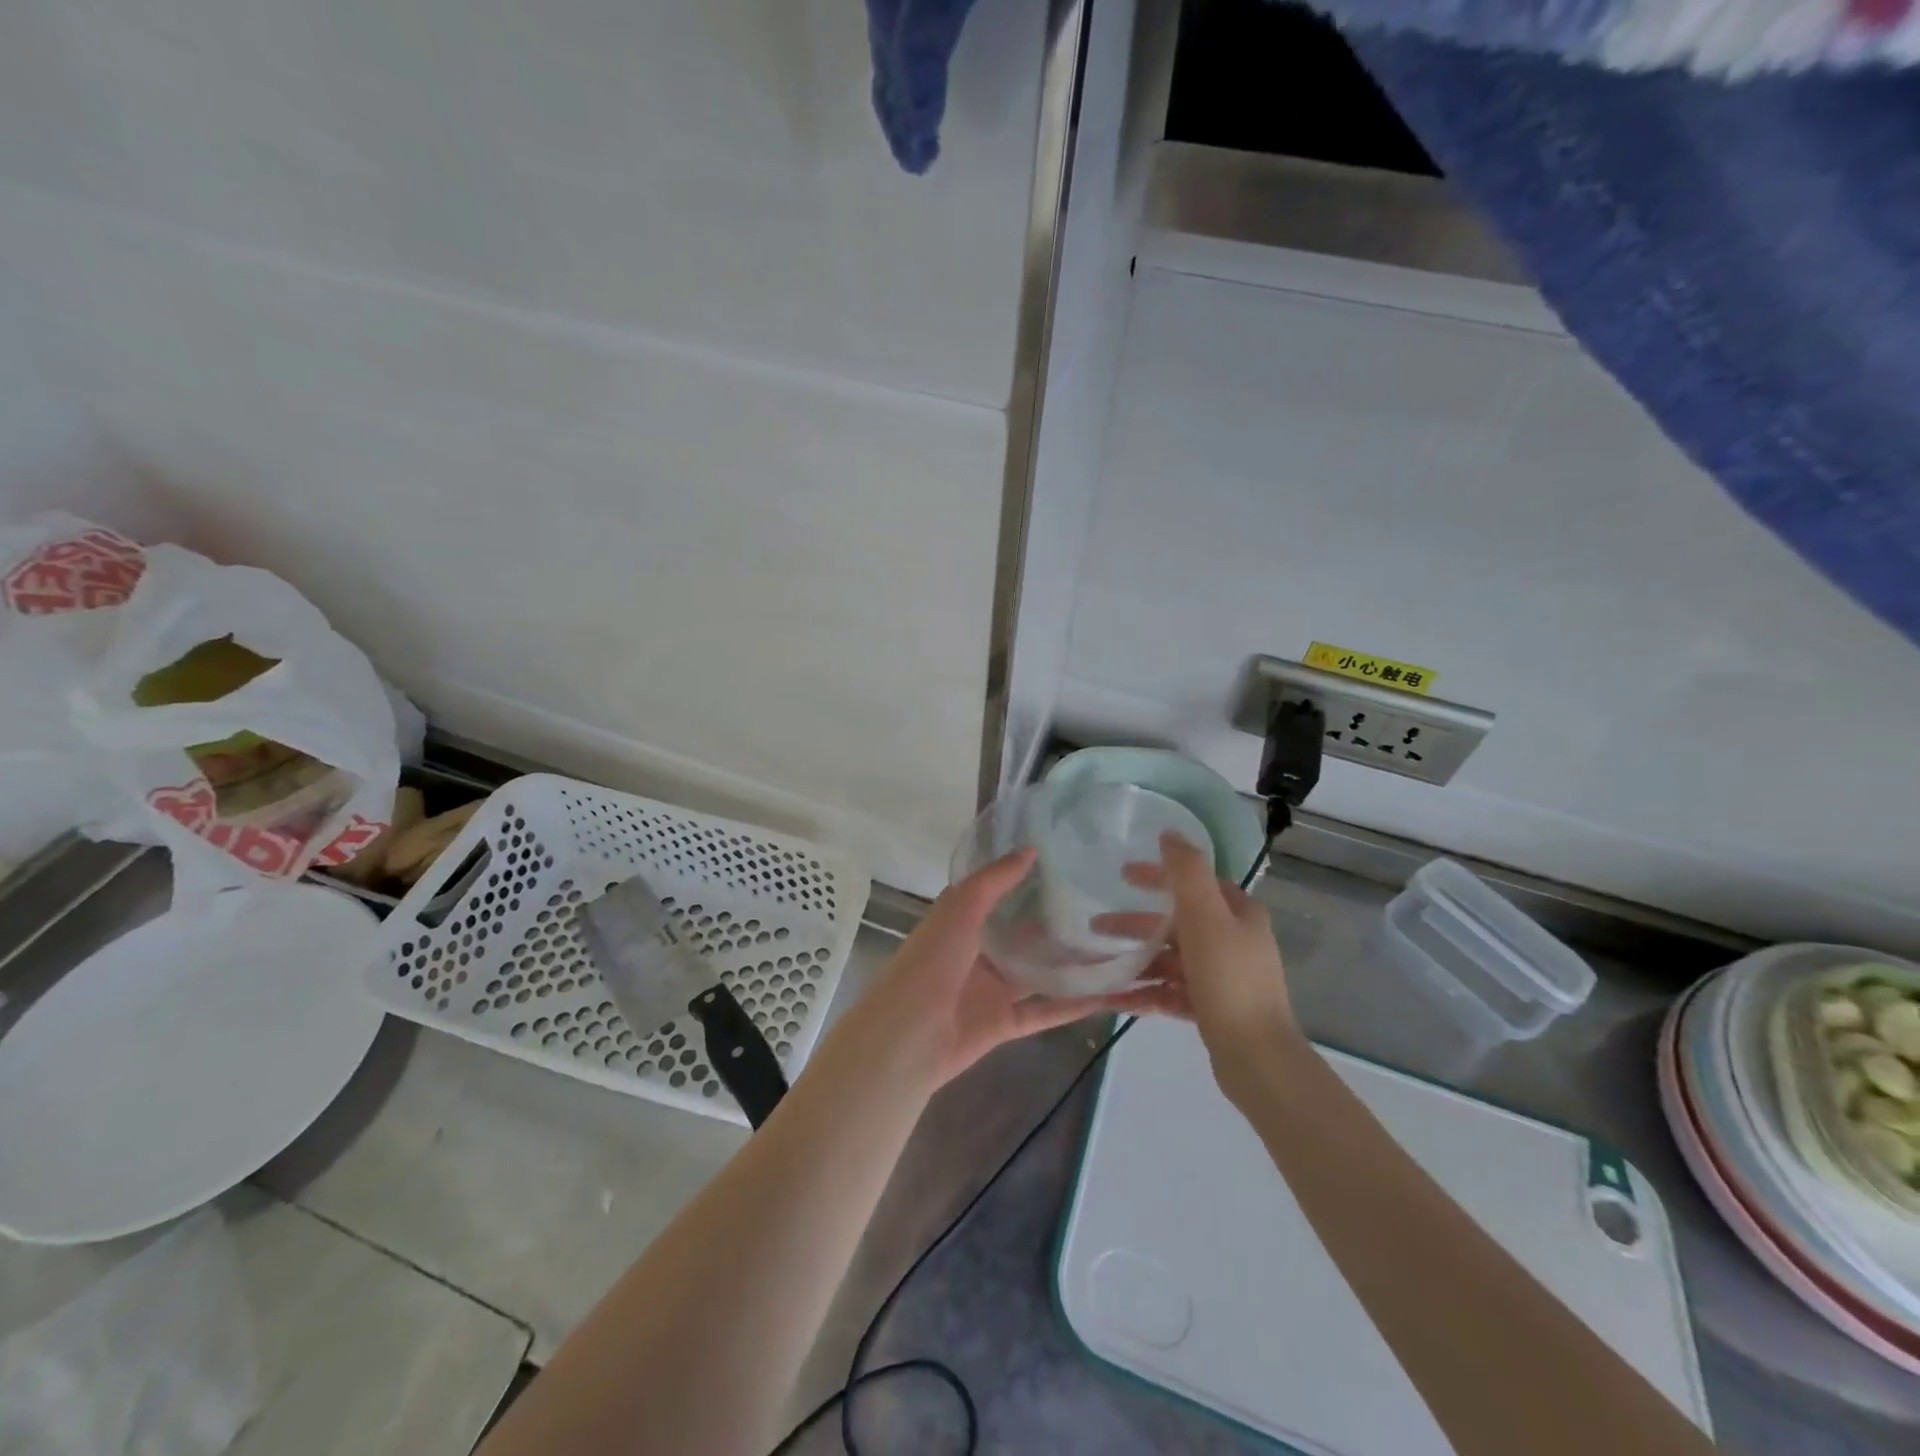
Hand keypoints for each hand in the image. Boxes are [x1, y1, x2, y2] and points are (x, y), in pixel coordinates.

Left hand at [829, 849, 1131, 1093]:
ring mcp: (991, 991)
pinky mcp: (1003, 1024)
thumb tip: (1031, 850)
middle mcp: (977, 953)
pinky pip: (1044, 1012)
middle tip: (1103, 906)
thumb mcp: (959, 909)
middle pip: (1022, 935)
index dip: (1025, 880)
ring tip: (1115, 948)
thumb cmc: (929, 964)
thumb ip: (994, 881)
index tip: (1065, 864)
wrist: (907, 1037)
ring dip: (1070, 965)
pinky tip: (1108, 995)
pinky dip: (1073, 1006)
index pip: (997, 895)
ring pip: (1038, 974)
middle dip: (1055, 923)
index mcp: (961, 922)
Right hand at [1108, 832, 1301, 1104]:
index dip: (1158, 875)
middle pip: (1176, 922)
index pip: (1194, 882)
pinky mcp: (1212, 1009)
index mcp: (1238, 913)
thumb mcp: (1205, 915)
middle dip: (1135, 924)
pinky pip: (1171, 992)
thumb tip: (1170, 833)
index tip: (1122, 875)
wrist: (1256, 1057)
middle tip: (1096, 926)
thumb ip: (1186, 871)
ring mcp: (1223, 978)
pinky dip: (1144, 992)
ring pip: (1170, 959)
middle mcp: (1234, 941)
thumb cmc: (1228, 978)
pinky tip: (1113, 999)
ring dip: (1135, 960)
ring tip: (1097, 968)